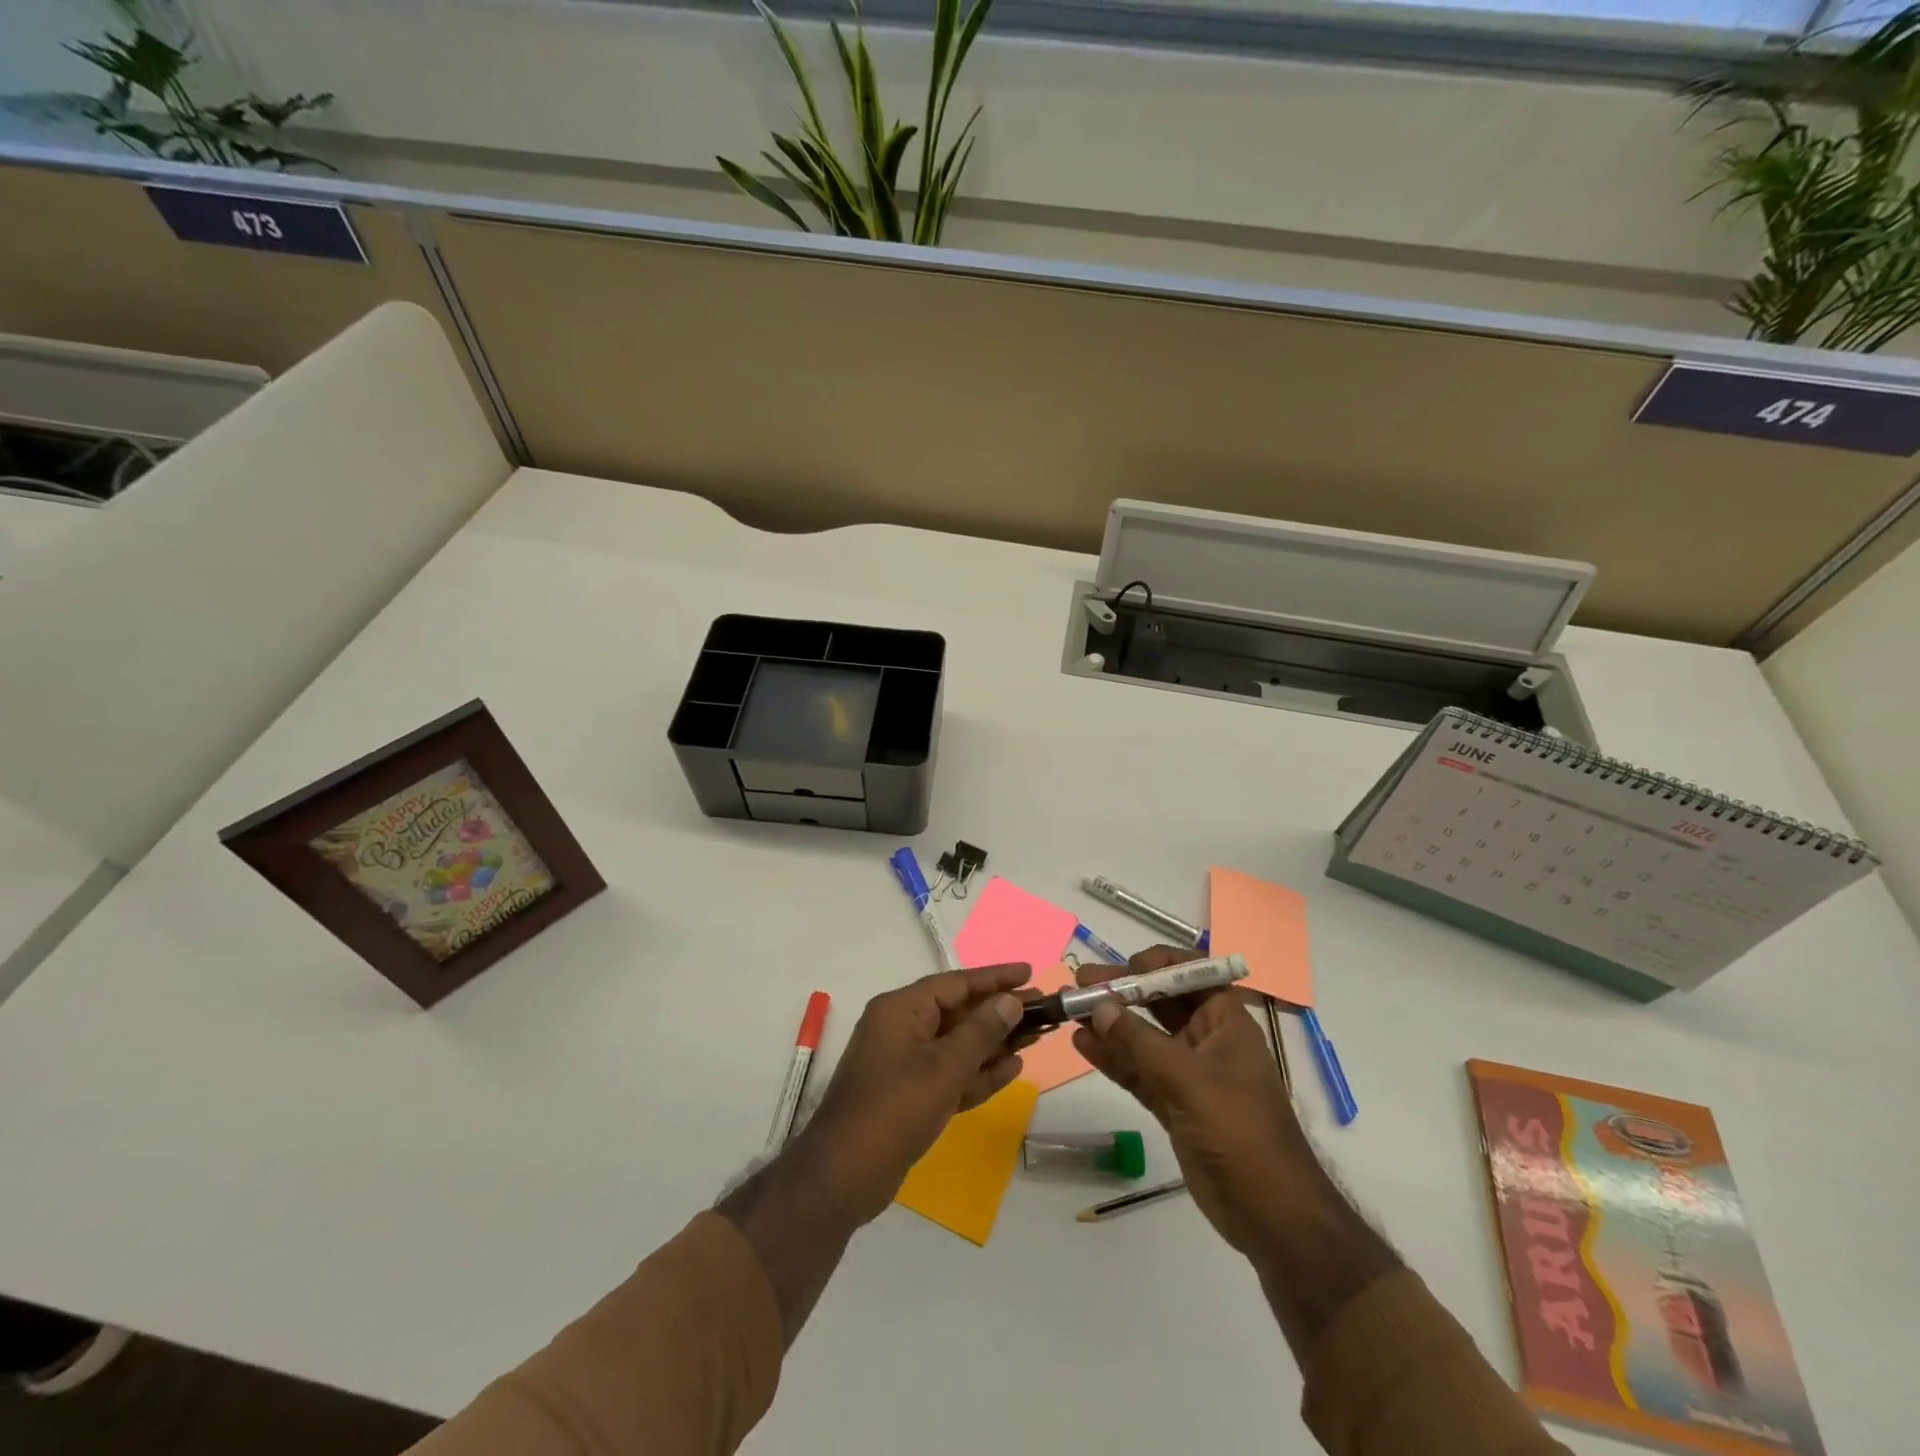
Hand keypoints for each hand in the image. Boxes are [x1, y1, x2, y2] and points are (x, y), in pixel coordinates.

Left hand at [796, 963, 1029, 1225]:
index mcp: (901, 1010)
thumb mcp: (943, 1067)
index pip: (955, 983)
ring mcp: (906, 1063)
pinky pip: (951, 1073)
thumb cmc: (894, 1109)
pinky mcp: (912, 1096)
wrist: (844, 1176)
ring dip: (995, 1042)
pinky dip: (979, 1071)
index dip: (994, 978)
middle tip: (1043, 1009)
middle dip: (999, 1012)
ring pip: (958, 1044)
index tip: (1028, 973)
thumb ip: (980, 1032)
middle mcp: (902, 1029)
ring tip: (1037, 1036)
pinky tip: (1013, 1068)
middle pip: (959, 1012)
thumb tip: (1011, 1002)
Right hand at [1071, 947, 1314, 1257]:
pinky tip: (1082, 1044)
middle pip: (1159, 1002)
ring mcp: (1188, 1074)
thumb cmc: (1240, 1132)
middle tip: (1079, 984)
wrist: (1271, 1216)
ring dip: (1109, 1023)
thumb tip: (1098, 1006)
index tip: (1120, 969)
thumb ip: (1140, 1043)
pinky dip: (1112, 1058)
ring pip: (1142, 1037)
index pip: (1190, 974)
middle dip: (1121, 991)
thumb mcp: (1189, 1081)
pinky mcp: (1173, 1105)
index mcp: (1225, 1022)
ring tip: (1069, 1010)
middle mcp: (1206, 1040)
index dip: (1156, 965)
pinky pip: (1137, 1071)